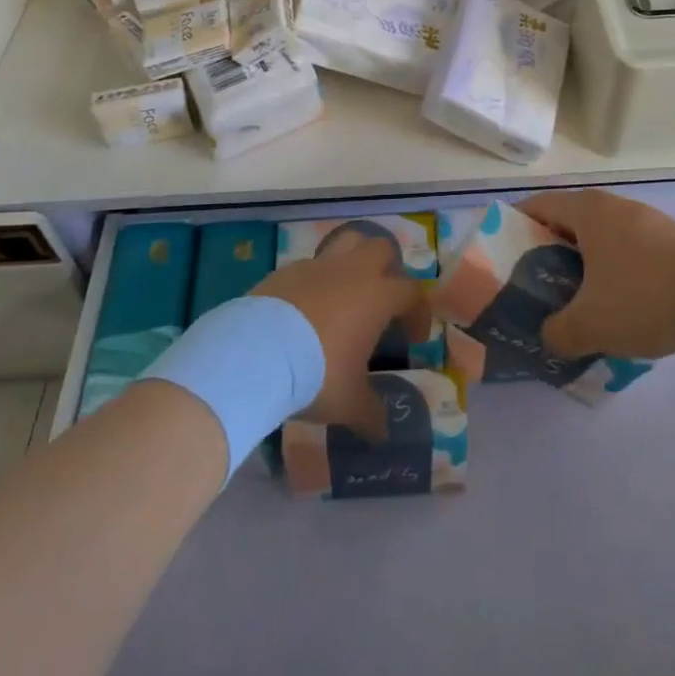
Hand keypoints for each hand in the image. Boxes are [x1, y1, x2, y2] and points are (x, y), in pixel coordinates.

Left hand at [253, 226, 421, 440]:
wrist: (257, 353)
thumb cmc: (317, 374)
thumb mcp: (349, 402)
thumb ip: (371, 413)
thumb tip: (383, 432)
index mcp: (377, 296)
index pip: (412, 292)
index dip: (418, 312)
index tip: (413, 338)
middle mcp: (352, 271)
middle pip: (381, 249)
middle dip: (388, 269)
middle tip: (382, 302)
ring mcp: (317, 266)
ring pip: (346, 243)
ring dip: (353, 261)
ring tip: (347, 293)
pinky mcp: (286, 270)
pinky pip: (310, 266)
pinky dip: (316, 281)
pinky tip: (307, 308)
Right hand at [517, 190, 674, 359]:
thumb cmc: (645, 298)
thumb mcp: (590, 325)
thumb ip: (557, 333)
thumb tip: (548, 337)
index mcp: (586, 211)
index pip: (536, 206)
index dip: (513, 226)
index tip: (501, 256)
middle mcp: (612, 205)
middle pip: (566, 221)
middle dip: (546, 251)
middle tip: (533, 285)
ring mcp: (644, 220)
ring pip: (598, 237)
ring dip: (581, 263)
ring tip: (572, 298)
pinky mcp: (669, 240)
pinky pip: (624, 249)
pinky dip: (610, 269)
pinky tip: (615, 304)